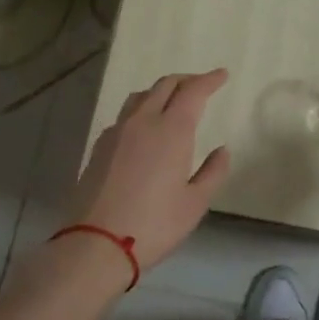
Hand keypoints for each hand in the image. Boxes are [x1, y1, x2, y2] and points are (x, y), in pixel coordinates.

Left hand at [70, 70, 232, 272]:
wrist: (96, 244)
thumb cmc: (155, 224)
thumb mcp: (195, 203)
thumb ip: (213, 172)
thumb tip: (222, 150)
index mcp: (172, 130)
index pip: (193, 91)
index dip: (209, 80)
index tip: (222, 75)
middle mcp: (143, 122)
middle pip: (165, 85)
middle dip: (186, 80)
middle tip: (201, 84)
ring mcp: (117, 132)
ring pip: (140, 96)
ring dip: (160, 91)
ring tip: (172, 101)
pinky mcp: (99, 147)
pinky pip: (124, 116)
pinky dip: (141, 111)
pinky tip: (144, 129)